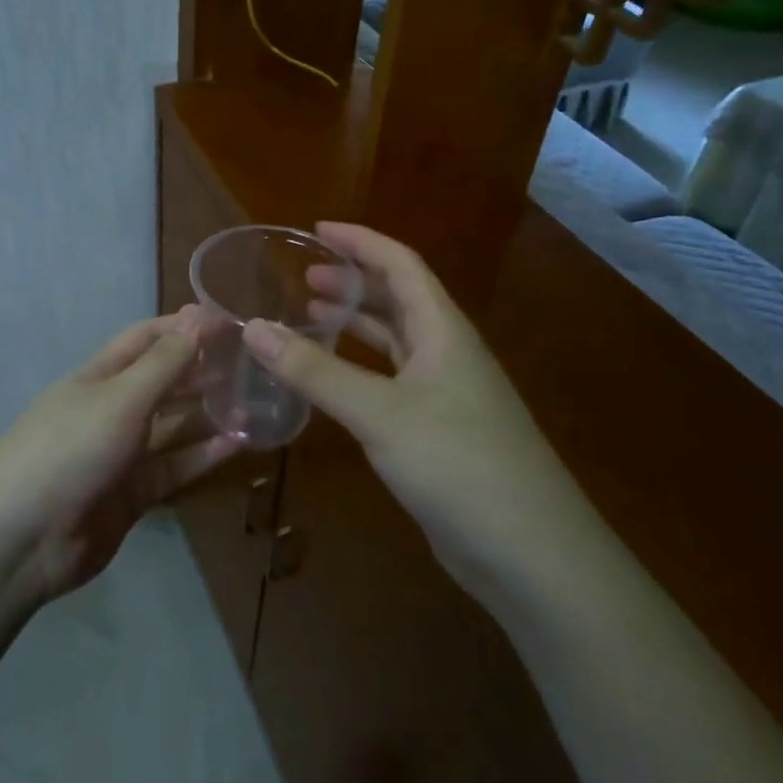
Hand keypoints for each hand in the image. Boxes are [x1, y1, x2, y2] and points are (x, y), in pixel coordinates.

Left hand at [0, 306, 239, 598]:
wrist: (24, 539)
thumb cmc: (70, 449)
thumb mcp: (119, 399)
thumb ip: (163, 364)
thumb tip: (197, 318)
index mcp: (99, 377)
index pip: (145, 339)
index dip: (184, 327)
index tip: (229, 321)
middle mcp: (112, 409)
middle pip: (163, 380)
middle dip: (201, 368)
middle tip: (251, 362)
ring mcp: (123, 453)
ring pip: (173, 425)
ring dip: (208, 412)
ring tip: (255, 399)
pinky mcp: (134, 493)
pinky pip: (175, 467)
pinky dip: (204, 455)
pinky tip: (239, 442)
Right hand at [241, 223, 596, 580]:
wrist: (530, 553)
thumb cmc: (458, 464)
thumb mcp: (378, 412)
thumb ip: (314, 371)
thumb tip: (253, 328)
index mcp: (443, 330)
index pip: (400, 265)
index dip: (360, 241)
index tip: (316, 229)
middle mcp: (447, 352)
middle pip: (398, 299)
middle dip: (353, 281)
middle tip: (303, 275)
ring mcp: (446, 394)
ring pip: (395, 342)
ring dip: (356, 323)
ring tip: (311, 313)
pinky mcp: (438, 431)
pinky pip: (392, 381)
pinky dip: (359, 369)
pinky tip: (332, 379)